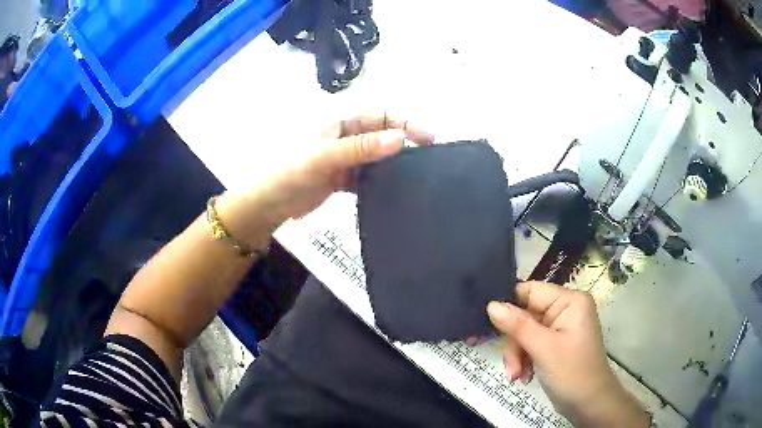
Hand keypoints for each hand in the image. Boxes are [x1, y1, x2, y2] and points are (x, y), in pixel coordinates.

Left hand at [217, 114, 433, 244]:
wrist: (269, 204)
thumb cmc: (291, 172)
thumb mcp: (325, 156)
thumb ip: (361, 148)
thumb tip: (401, 139)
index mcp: (340, 123)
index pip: (380, 116)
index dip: (405, 122)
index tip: (428, 139)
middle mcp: (345, 137)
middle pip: (382, 134)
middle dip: (405, 142)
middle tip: (430, 158)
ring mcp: (345, 159)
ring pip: (377, 156)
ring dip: (395, 163)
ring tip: (418, 175)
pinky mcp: (343, 179)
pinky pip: (368, 176)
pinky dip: (381, 181)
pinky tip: (394, 190)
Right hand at [487, 282, 649, 427]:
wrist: (589, 404)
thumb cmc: (573, 372)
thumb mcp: (544, 348)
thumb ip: (517, 325)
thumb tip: (491, 304)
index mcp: (569, 301)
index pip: (530, 291)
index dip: (508, 306)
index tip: (487, 325)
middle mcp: (564, 310)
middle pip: (524, 316)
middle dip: (514, 343)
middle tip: (511, 367)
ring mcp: (559, 328)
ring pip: (523, 333)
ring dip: (517, 355)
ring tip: (517, 376)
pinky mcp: (553, 345)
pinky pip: (529, 345)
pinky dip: (523, 361)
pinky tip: (524, 376)